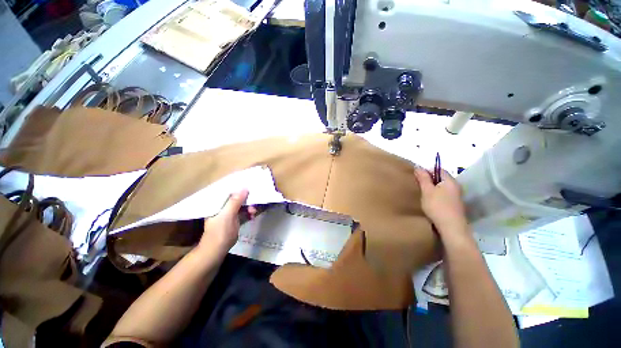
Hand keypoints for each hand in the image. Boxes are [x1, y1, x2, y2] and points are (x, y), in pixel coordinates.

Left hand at [197, 189, 255, 258]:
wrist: (216, 251)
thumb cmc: (220, 232)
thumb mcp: (227, 215)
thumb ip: (235, 201)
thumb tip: (244, 188)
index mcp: (218, 203)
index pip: (229, 191)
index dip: (240, 189)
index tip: (251, 188)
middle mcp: (222, 206)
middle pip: (237, 198)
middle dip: (246, 200)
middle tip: (254, 204)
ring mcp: (228, 213)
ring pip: (241, 205)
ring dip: (248, 207)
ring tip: (254, 212)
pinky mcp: (233, 220)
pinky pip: (242, 212)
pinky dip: (248, 213)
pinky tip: (252, 216)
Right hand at [414, 168, 468, 235]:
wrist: (451, 228)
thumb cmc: (437, 206)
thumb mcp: (427, 191)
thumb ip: (423, 178)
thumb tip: (419, 167)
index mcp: (450, 181)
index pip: (439, 169)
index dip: (428, 171)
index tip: (417, 177)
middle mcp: (456, 187)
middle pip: (441, 178)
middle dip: (429, 180)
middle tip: (419, 185)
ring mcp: (457, 197)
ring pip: (442, 188)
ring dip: (433, 189)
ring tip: (423, 194)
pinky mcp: (455, 205)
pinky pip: (444, 195)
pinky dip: (437, 196)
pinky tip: (431, 202)